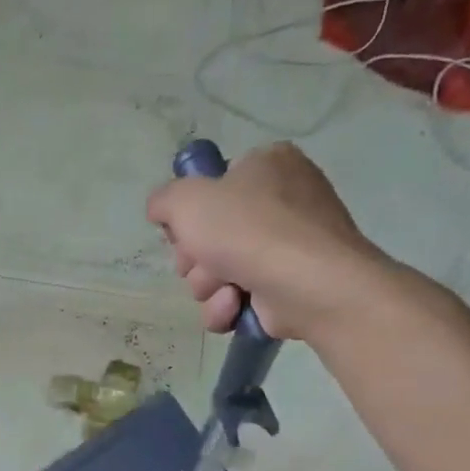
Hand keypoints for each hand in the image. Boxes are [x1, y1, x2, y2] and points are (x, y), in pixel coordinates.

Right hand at [147, 141, 390, 341]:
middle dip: (196, 259)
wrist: (308, 283)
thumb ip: (163, 200)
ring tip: (225, 289)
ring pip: (218, 270)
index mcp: (266, 164)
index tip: (183, 232)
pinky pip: (238, 296)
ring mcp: (288, 244)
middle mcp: (283, 198)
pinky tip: (235, 306)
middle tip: (200, 263)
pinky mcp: (289, 283)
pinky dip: (228, 306)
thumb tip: (161, 210)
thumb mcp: (186, 200)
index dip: (188, 215)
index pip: (211, 187)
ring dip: (208, 286)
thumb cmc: (247, 230)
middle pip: (210, 234)